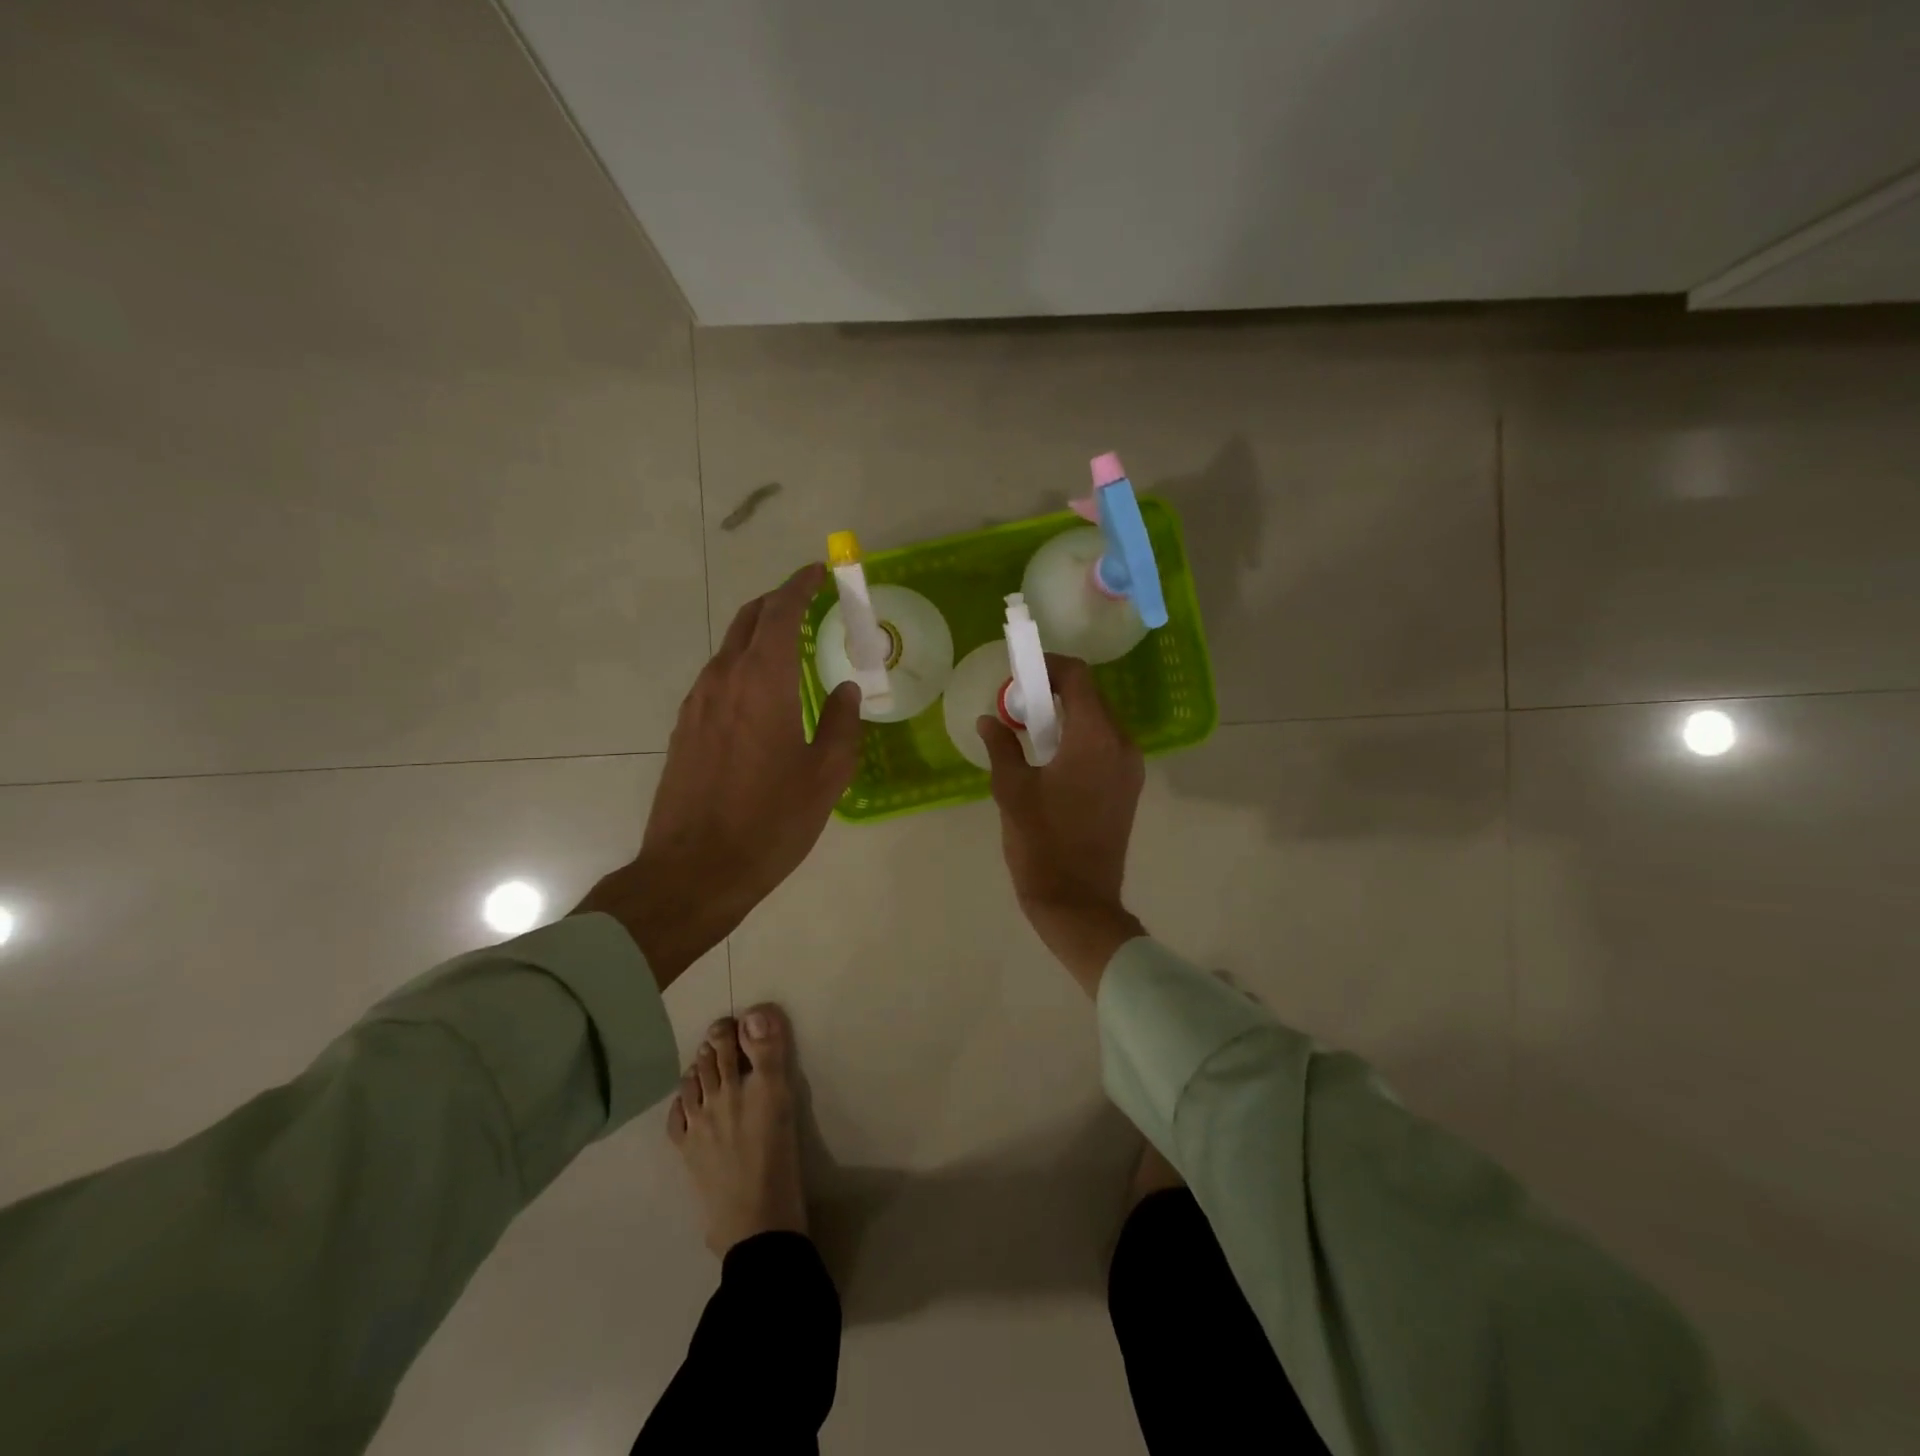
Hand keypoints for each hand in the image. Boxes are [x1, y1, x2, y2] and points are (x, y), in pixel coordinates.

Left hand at [576, 564, 861, 988]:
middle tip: (808, 601)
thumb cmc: (770, 822)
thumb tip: (846, 690)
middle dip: (778, 602)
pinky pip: (717, 677)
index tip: (820, 572)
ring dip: (759, 634)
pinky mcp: (684, 728)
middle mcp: (723, 680)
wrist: (693, 871)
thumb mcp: (826, 776)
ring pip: (729, 648)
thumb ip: (842, 725)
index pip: (780, 613)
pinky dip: (743, 664)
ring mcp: (697, 703)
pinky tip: (762, 691)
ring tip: (790, 645)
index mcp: (763, 683)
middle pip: (748, 620)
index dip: (800, 586)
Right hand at [977, 654, 1146, 995]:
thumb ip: (1002, 745)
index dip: (1048, 665)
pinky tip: (1051, 756)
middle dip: (1054, 691)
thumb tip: (989, 719)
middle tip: (1018, 704)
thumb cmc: (1041, 842)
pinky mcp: (1129, 787)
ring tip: (1030, 730)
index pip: (1078, 677)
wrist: (1078, 900)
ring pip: (1099, 721)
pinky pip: (1105, 745)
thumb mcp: (1011, 789)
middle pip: (1091, 696)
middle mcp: (1122, 744)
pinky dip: (1079, 738)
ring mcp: (1130, 767)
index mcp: (1095, 738)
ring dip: (1067, 715)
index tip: (1019, 673)